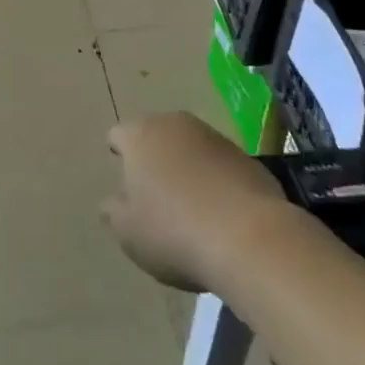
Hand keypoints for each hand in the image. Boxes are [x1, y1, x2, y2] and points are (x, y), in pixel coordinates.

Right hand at [103, 113, 288, 291]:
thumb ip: (113, 211)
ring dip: (187, 168)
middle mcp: (175, 124)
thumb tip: (114, 200)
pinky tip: (221, 215)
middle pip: (156, 136)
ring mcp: (215, 138)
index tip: (123, 178)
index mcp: (140, 135)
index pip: (118, 134)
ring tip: (190, 207)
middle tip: (154, 195)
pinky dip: (216, 182)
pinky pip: (220, 166)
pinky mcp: (247, 158)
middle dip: (154, 158)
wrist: (251, 239)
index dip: (118, 154)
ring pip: (190, 148)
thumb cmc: (174, 231)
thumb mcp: (128, 232)